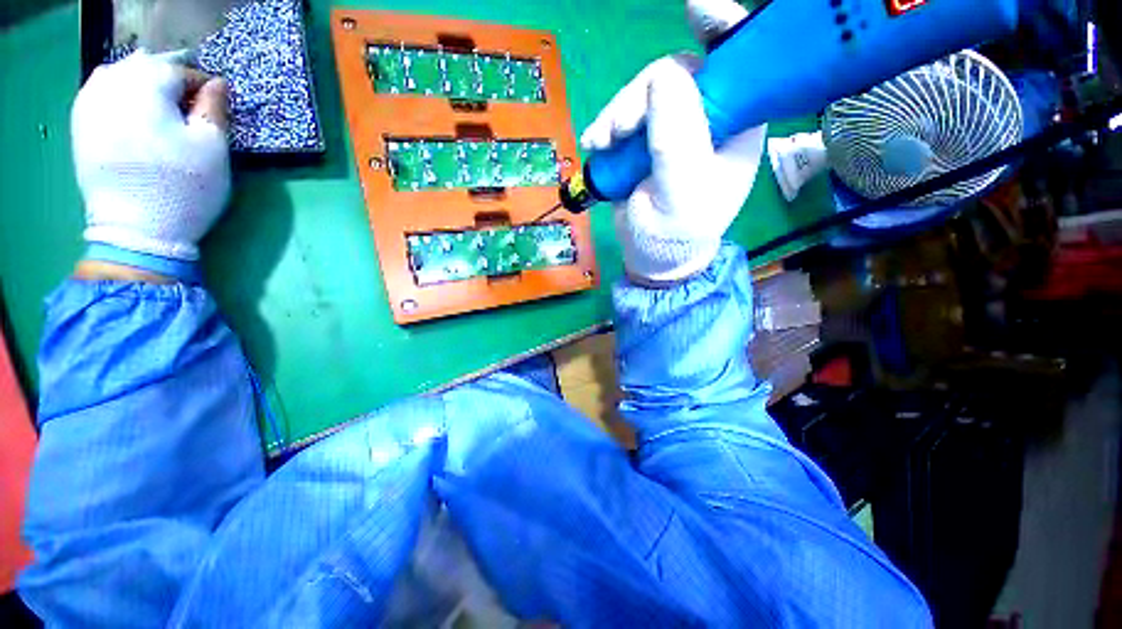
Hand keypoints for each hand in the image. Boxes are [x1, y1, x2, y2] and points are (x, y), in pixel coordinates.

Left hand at [73, 50, 230, 264]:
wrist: (136, 230)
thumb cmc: (183, 187)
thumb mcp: (214, 149)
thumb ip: (214, 109)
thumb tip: (216, 84)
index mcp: (148, 86)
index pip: (181, 70)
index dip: (203, 87)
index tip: (214, 106)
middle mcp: (112, 83)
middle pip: (147, 67)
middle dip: (170, 82)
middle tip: (188, 107)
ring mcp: (89, 103)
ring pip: (120, 75)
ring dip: (142, 85)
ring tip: (158, 108)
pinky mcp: (79, 124)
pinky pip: (99, 91)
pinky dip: (118, 95)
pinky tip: (129, 112)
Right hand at [579, 0, 766, 283]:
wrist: (653, 255)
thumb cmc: (676, 232)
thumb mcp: (680, 191)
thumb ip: (677, 137)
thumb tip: (664, 75)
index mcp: (736, 125)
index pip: (738, 65)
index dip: (720, 29)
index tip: (694, 8)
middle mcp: (708, 118)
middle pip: (677, 73)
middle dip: (641, 94)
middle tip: (619, 129)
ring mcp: (673, 126)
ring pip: (645, 93)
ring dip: (617, 113)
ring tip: (602, 142)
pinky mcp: (645, 139)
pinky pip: (625, 115)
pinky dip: (607, 125)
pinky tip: (596, 144)